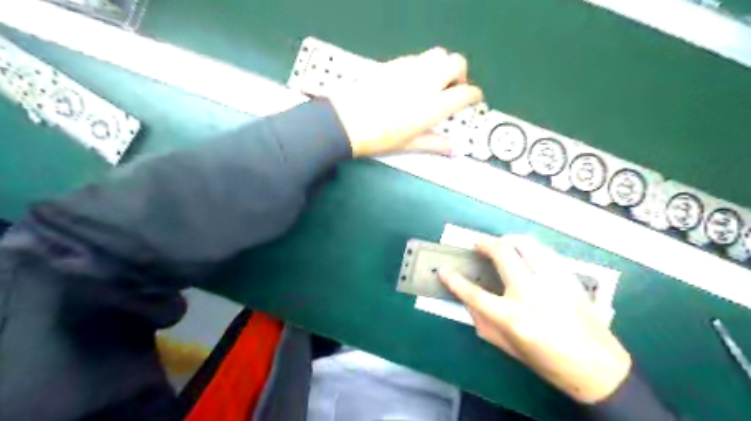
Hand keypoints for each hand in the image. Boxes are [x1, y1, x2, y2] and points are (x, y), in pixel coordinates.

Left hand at [331, 46, 482, 157]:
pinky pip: (417, 57)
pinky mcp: (394, 63)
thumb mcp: (410, 144)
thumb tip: (456, 151)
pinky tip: (414, 81)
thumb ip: (437, 144)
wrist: (347, 122)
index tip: (473, 100)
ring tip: (435, 84)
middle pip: (456, 62)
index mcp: (434, 105)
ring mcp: (409, 69)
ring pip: (438, 54)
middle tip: (453, 90)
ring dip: (443, 66)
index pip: (466, 92)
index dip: (474, 95)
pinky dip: (424, 65)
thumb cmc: (380, 138)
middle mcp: (426, 81)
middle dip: (461, 74)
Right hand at [441, 234, 631, 401]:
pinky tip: (524, 250)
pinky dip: (530, 246)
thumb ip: (484, 322)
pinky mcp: (568, 278)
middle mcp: (530, 295)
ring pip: (526, 245)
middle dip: (484, 244)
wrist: (597, 368)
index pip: (474, 293)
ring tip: (500, 242)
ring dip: (508, 239)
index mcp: (512, 318)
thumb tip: (468, 300)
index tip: (444, 270)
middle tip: (476, 243)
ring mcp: (552, 283)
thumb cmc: (547, 362)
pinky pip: (545, 251)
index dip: (454, 280)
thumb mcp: (507, 348)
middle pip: (502, 255)